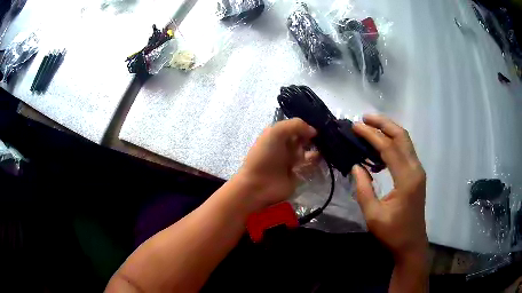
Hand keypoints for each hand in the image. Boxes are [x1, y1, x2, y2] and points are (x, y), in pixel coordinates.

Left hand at [235, 118, 316, 210]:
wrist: (258, 185)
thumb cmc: (265, 156)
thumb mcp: (276, 132)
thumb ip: (295, 125)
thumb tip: (314, 131)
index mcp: (278, 135)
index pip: (296, 126)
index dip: (307, 125)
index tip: (320, 125)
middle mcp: (286, 147)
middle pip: (305, 138)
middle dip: (314, 137)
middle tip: (325, 136)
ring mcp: (293, 161)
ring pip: (309, 151)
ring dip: (318, 149)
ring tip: (325, 147)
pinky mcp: (299, 174)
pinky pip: (311, 165)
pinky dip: (317, 162)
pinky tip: (322, 158)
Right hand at [351, 114, 427, 261]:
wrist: (411, 244)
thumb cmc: (393, 233)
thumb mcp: (373, 216)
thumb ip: (363, 189)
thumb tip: (356, 166)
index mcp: (407, 179)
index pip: (389, 148)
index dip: (371, 135)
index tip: (355, 126)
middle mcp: (416, 170)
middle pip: (402, 136)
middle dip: (383, 123)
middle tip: (364, 118)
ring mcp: (418, 171)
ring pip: (405, 141)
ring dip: (389, 130)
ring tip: (370, 126)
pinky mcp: (417, 175)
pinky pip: (405, 151)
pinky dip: (393, 142)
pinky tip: (380, 146)